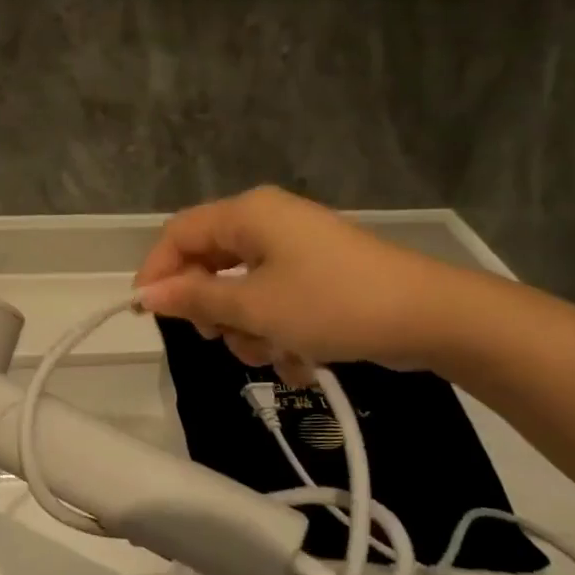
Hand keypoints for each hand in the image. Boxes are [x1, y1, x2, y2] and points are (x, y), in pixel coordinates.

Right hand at [133, 186, 470, 374]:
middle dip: (211, 309)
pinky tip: (299, 359)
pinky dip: (277, 330)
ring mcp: (294, 248)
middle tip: (220, 338)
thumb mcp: (254, 307)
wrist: (429, 317)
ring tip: (272, 355)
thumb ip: (195, 299)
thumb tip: (146, 295)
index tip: (146, 316)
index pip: (178, 234)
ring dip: (247, 328)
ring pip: (241, 289)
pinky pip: (274, 299)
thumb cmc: (331, 304)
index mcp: (247, 215)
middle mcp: (267, 222)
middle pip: (209, 263)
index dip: (156, 273)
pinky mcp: (317, 274)